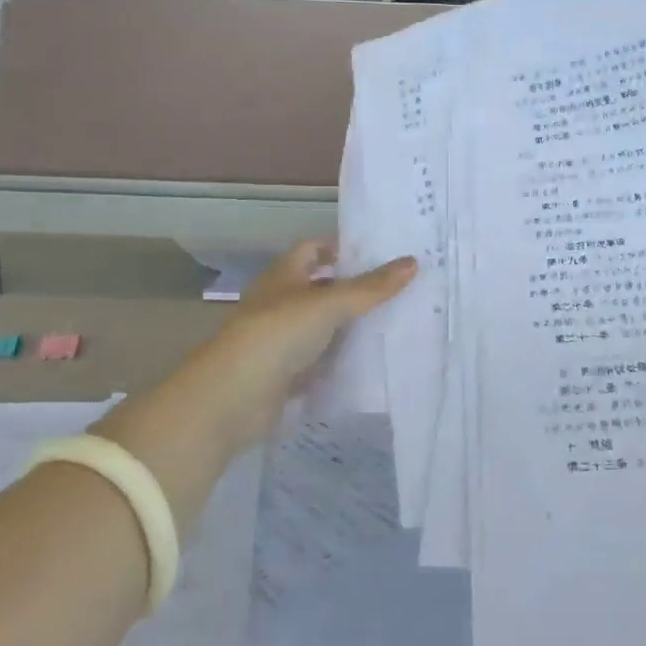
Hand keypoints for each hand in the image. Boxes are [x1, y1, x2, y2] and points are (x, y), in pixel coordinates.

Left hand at [95, 242, 413, 515]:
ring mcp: (283, 339)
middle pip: (324, 287)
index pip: (315, 248)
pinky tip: (374, 359)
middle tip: (401, 287)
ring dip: (353, 325)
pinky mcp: (287, 373)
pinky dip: (343, 359)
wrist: (231, 399)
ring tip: (399, 320)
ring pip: (325, 325)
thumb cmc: (276, 335)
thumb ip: (371, 287)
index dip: (343, 247)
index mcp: (285, 275)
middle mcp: (282, 302)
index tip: (381, 251)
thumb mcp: (329, 304)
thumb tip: (413, 262)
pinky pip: (323, 360)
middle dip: (357, 287)